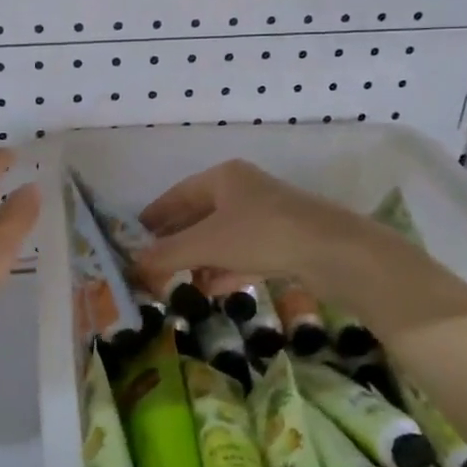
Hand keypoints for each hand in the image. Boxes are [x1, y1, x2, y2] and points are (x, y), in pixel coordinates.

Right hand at [132, 159, 395, 302]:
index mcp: (224, 177)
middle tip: (152, 265)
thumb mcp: (207, 244)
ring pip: (222, 236)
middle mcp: (244, 190)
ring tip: (177, 283)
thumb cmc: (262, 234)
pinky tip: (212, 289)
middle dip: (176, 242)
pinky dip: (225, 268)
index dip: (155, 216)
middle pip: (200, 216)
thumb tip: (132, 264)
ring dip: (199, 259)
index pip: (178, 194)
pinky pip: (244, 252)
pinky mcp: (285, 240)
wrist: (334, 251)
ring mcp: (267, 215)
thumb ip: (168, 254)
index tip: (135, 237)